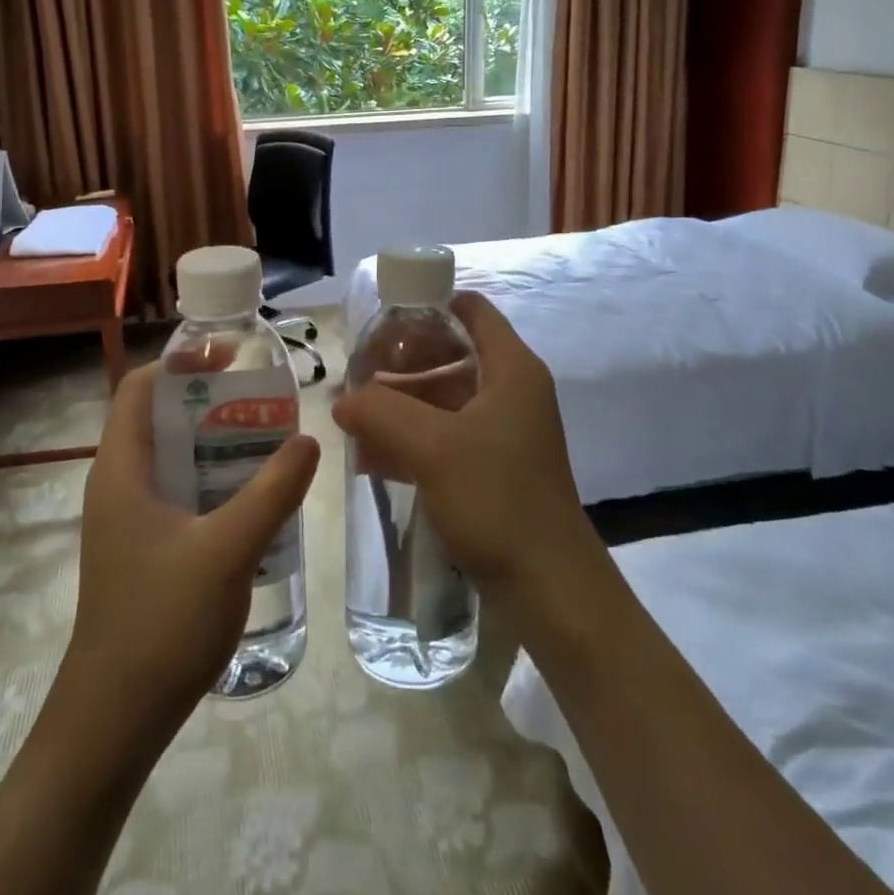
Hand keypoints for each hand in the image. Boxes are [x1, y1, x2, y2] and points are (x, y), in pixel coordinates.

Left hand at [59, 362, 320, 742]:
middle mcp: (119, 484)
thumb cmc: (160, 623)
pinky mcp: (143, 548)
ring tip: (268, 442)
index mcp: (121, 469)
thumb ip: (271, 492)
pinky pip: (179, 492)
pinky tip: (253, 499)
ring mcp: (129, 519)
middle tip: (264, 400)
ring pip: (172, 458)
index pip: (140, 388)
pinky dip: (212, 480)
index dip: (180, 362)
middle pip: (159, 418)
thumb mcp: (227, 551)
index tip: (230, 357)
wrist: (114, 720)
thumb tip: (308, 438)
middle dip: (210, 401)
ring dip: (215, 442)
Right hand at [332, 292, 595, 598]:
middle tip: (359, 374)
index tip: (382, 322)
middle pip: (452, 353)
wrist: (550, 589)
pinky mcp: (495, 468)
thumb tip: (343, 400)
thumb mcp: (431, 447)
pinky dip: (412, 439)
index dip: (427, 305)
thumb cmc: (497, 500)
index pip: (470, 309)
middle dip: (402, 362)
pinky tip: (372, 458)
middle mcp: (511, 391)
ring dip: (401, 405)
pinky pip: (447, 436)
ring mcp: (504, 432)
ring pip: (445, 398)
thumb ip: (381, 412)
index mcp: (511, 369)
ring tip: (355, 420)